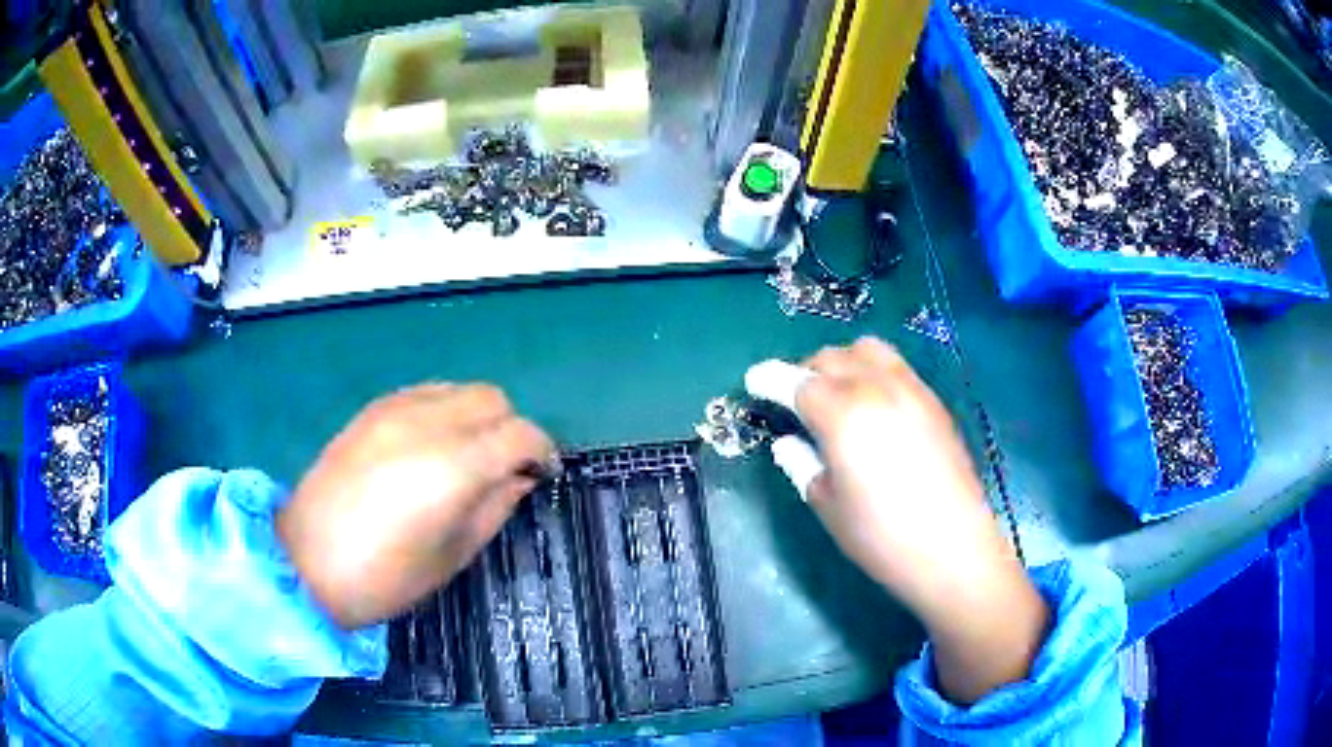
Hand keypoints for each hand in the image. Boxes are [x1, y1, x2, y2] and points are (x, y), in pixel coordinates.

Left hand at [277, 384, 554, 629]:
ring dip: (478, 417)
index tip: (544, 474)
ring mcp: (395, 409)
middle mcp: (428, 423)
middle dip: (511, 428)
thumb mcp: (452, 556)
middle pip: (493, 399)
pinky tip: (433, 445)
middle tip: (507, 467)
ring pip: (460, 389)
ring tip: (469, 455)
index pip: (520, 434)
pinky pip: (426, 392)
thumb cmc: (384, 576)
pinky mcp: (372, 410)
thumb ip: (495, 508)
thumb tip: (520, 479)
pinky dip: (445, 411)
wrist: (305, 561)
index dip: (542, 451)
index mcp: (453, 467)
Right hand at [792, 338, 1047, 702]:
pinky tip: (873, 404)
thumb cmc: (881, 537)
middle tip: (792, 396)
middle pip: (832, 357)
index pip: (796, 381)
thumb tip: (788, 442)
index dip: (769, 378)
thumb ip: (801, 464)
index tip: (754, 381)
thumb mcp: (828, 506)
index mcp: (843, 414)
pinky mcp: (934, 402)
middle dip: (804, 370)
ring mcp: (912, 390)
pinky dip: (873, 370)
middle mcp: (877, 388)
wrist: (954, 551)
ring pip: (868, 350)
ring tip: (834, 392)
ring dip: (842, 362)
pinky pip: (896, 366)